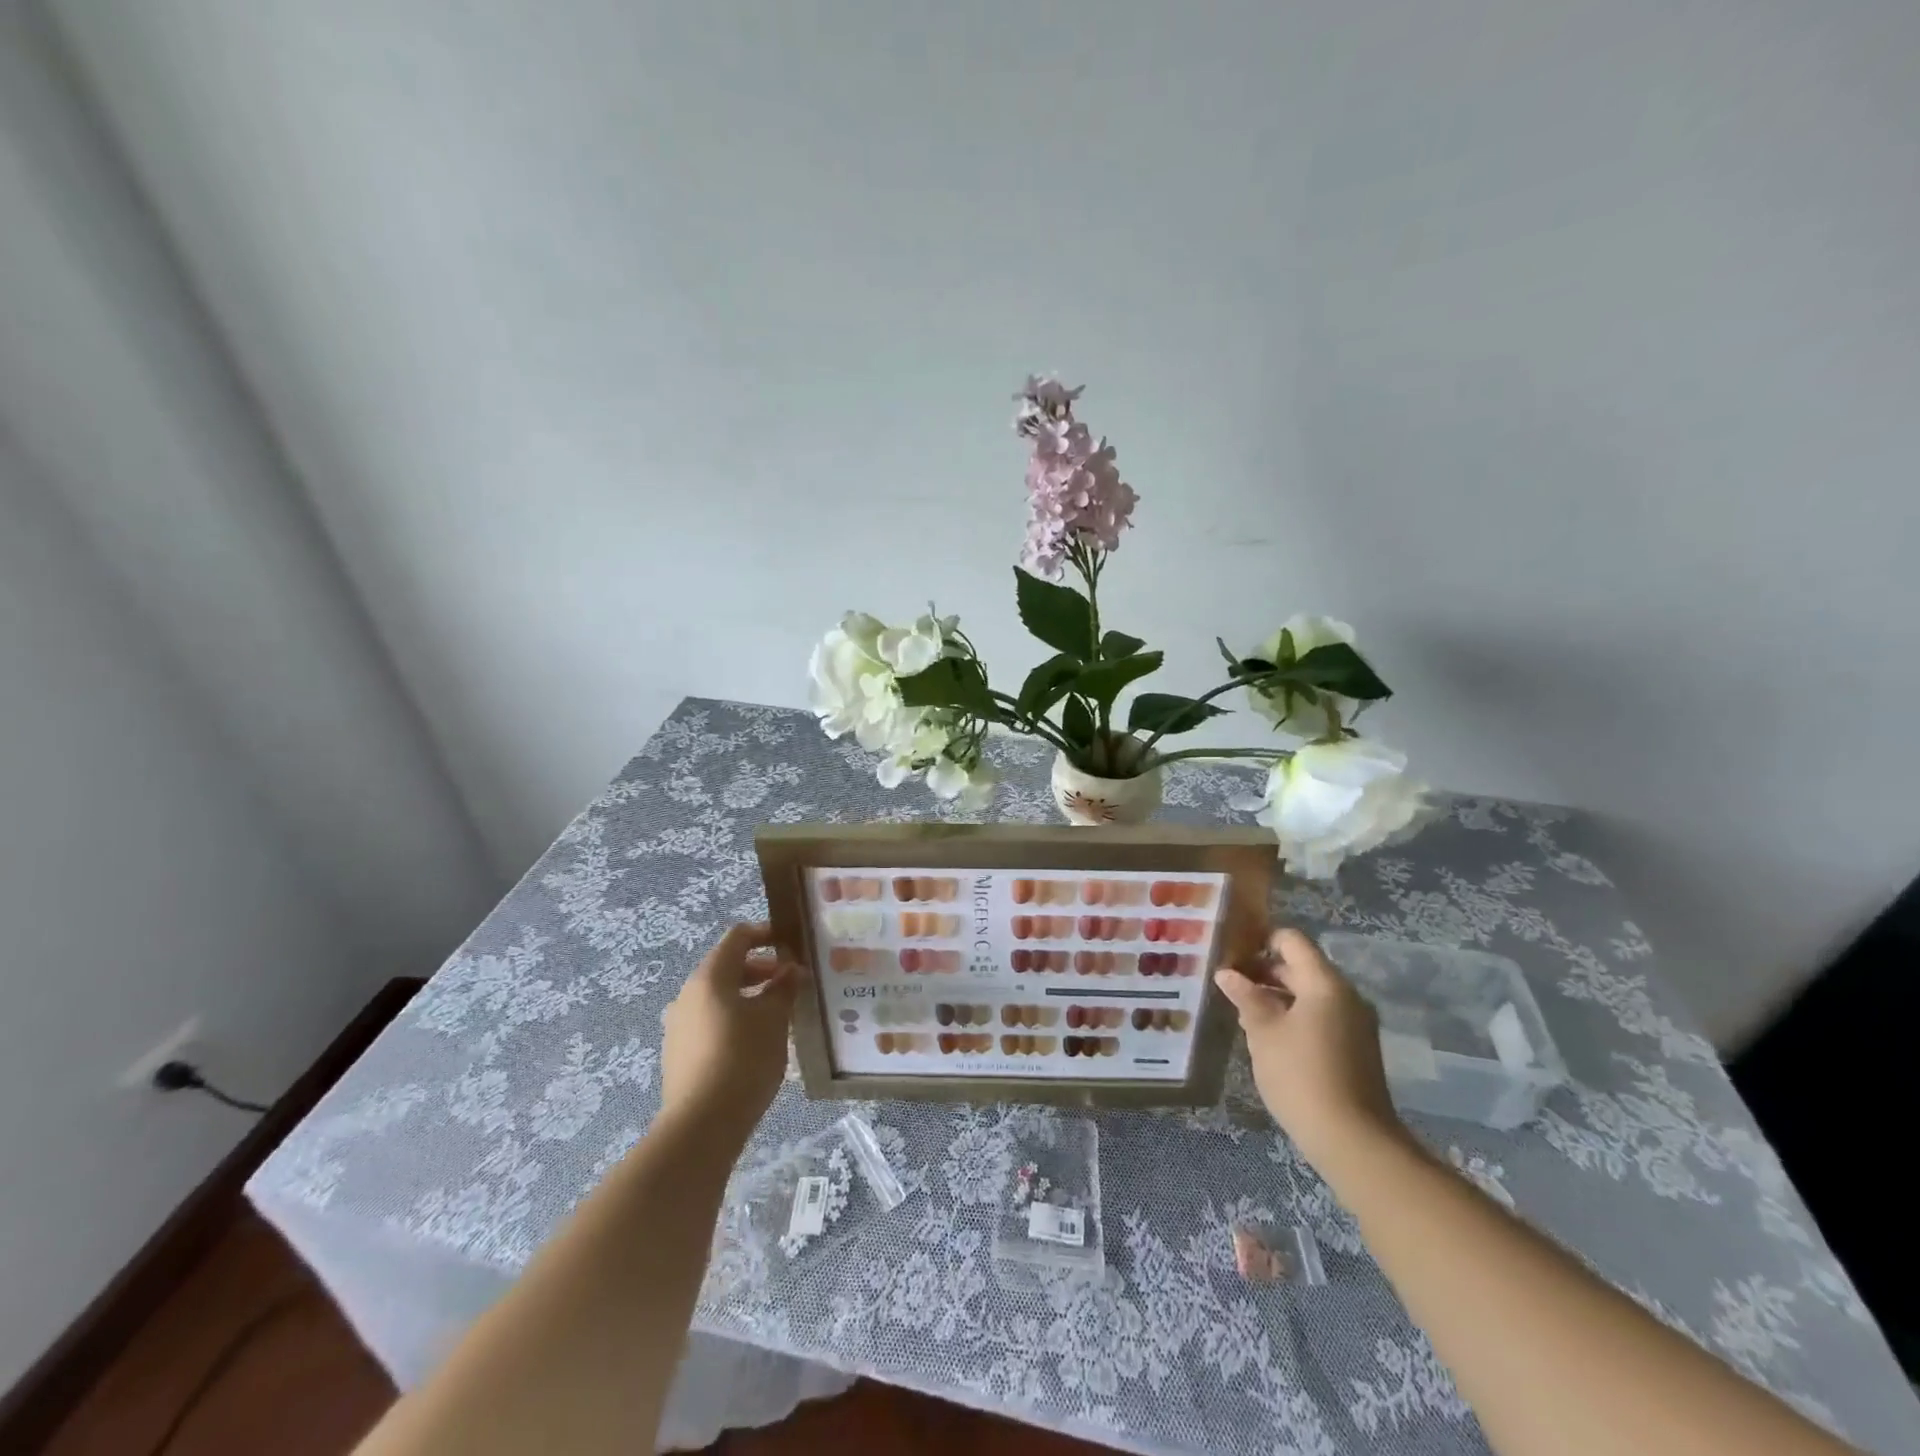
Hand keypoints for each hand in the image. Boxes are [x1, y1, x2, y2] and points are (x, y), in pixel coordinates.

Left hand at [660, 922, 803, 1147]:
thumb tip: (791, 969)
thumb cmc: (743, 1059)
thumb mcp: (773, 1019)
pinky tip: (755, 1041)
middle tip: (791, 982)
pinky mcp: (678, 1052)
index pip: (738, 937)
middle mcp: (688, 994)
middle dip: (761, 969)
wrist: (700, 1126)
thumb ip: (784, 987)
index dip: (766, 933)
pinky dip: (733, 1017)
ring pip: (718, 996)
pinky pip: (710, 1020)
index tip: (792, 943)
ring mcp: (678, 1024)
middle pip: (726, 966)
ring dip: (748, 995)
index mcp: (709, 977)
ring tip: (778, 1013)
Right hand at [1214, 927, 1404, 1170]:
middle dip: (1263, 971)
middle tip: (1228, 983)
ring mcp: (1355, 1023)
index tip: (1230, 952)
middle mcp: (1346, 995)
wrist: (1353, 1141)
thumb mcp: (1263, 1032)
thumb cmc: (1300, 1076)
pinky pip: (1321, 1017)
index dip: (1260, 940)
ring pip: (1310, 995)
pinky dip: (1294, 1017)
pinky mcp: (1356, 1049)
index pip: (1291, 941)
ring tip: (1241, 1011)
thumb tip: (1226, 973)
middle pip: (1301, 967)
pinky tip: (1267, 1037)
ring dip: (1277, 996)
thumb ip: (1245, 997)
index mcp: (1325, 983)